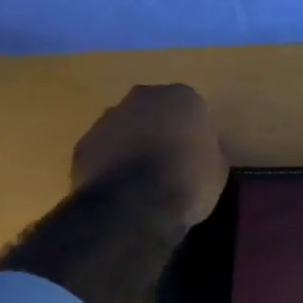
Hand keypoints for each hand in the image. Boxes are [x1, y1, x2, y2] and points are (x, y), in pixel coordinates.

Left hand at [70, 84, 227, 226]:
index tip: (196, 156)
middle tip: (170, 163)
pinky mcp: (84, 143)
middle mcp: (142, 97)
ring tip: (142, 181)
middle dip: (160, 131)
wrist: (133, 205)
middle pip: (154, 111)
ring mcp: (108, 118)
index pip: (192, 109)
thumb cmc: (186, 183)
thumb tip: (203, 153)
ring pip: (125, 128)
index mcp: (181, 98)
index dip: (194, 134)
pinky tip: (121, 189)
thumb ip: (210, 152)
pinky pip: (104, 150)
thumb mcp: (217, 171)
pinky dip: (111, 164)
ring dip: (133, 145)